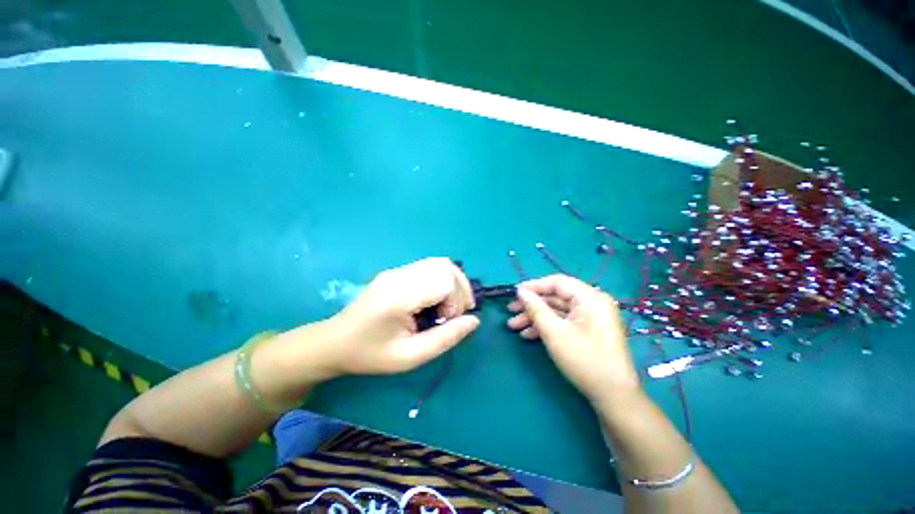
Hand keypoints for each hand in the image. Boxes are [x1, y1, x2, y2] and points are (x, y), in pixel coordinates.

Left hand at [326, 258, 479, 375]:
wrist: (334, 341)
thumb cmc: (370, 354)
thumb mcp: (409, 357)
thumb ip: (445, 339)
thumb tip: (473, 320)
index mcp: (399, 296)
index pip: (444, 281)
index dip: (455, 301)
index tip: (446, 322)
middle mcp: (399, 275)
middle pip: (446, 267)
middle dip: (459, 290)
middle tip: (453, 315)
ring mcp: (397, 269)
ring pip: (440, 262)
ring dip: (454, 282)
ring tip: (450, 305)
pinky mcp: (397, 271)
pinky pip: (430, 266)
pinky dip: (443, 279)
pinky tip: (437, 298)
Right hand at [507, 274, 639, 405]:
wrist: (613, 397)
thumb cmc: (584, 359)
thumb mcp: (554, 332)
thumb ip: (536, 308)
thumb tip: (520, 291)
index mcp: (590, 297)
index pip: (557, 282)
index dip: (533, 286)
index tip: (514, 294)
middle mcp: (592, 303)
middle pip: (555, 297)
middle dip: (531, 305)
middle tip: (510, 311)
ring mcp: (590, 317)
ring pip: (557, 310)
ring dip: (535, 317)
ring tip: (514, 326)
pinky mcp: (588, 330)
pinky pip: (564, 321)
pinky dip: (546, 326)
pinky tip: (528, 335)